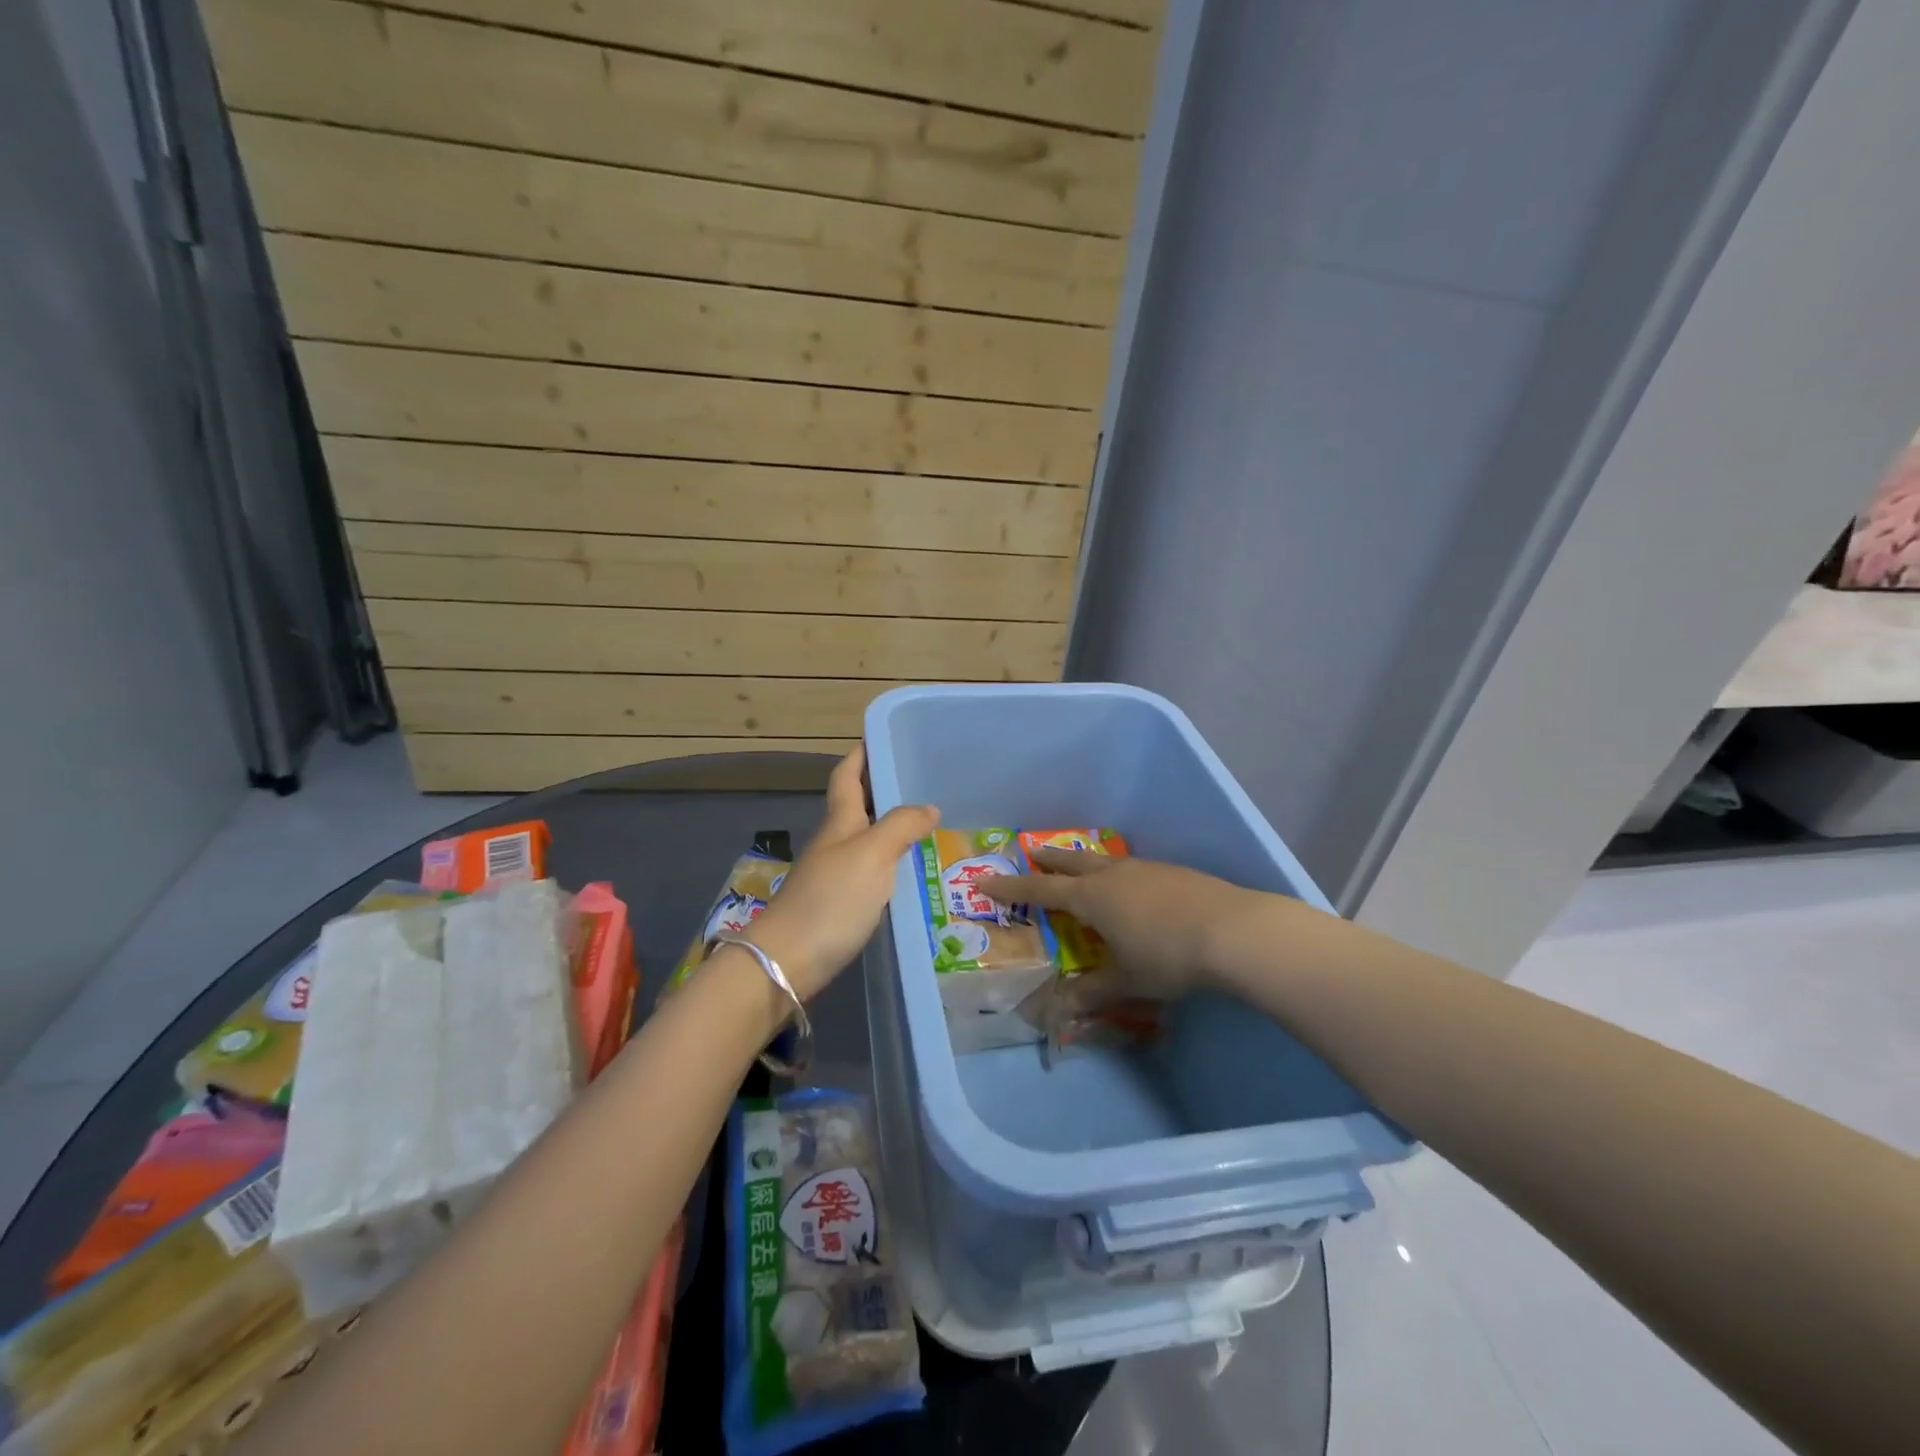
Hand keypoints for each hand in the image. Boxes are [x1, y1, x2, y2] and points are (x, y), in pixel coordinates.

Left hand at [744, 747, 937, 1000]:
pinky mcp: (839, 904)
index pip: (846, 775)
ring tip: (927, 822)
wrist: (788, 961)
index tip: (882, 736)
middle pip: (856, 805)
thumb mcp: (872, 855)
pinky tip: (910, 870)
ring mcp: (834, 874)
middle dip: (882, 788)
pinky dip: (890, 861)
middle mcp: (835, 842)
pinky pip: (870, 869)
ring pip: (865, 837)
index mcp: (839, 822)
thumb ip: (901, 826)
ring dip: (889, 825)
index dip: (860, 754)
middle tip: (920, 779)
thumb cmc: (831, 900)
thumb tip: (929, 807)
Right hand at [981, 849, 1259, 1003]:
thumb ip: (1092, 993)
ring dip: (1084, 864)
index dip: (1011, 887)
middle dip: (1048, 861)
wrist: (1233, 931)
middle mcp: (1112, 875)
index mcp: (1091, 898)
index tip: (986, 880)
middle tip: (1033, 855)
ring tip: (1080, 871)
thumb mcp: (1126, 980)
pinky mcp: (1172, 872)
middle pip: (1070, 863)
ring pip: (1103, 862)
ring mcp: (1144, 869)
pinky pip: (1130, 868)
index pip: (1040, 890)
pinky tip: (1131, 888)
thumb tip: (1058, 1011)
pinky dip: (1116, 874)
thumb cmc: (1168, 957)